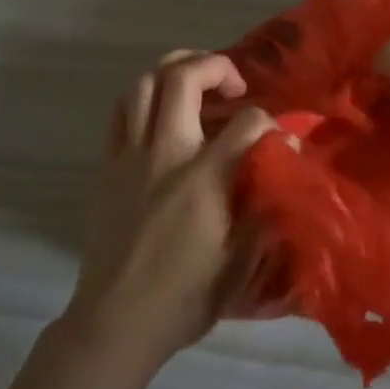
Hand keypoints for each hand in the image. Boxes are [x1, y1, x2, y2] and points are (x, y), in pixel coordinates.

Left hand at [63, 51, 277, 372]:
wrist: (116, 321)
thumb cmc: (184, 298)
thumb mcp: (239, 262)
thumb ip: (263, 209)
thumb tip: (282, 169)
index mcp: (203, 180)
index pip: (246, 124)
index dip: (271, 123)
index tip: (281, 140)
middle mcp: (165, 154)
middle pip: (183, 78)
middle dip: (216, 66)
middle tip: (235, 86)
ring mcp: (130, 156)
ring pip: (144, 82)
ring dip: (175, 68)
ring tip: (197, 81)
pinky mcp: (107, 165)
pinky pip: (121, 110)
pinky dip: (143, 94)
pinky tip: (161, 108)